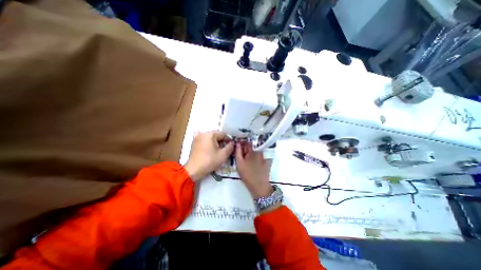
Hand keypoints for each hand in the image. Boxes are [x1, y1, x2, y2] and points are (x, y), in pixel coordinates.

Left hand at [184, 130, 233, 182]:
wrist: (194, 170)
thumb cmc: (210, 161)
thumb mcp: (223, 155)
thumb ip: (230, 147)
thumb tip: (232, 143)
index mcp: (210, 134)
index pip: (223, 134)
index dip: (229, 140)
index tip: (231, 147)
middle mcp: (203, 133)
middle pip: (216, 135)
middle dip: (222, 142)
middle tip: (225, 149)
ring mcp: (197, 137)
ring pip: (210, 138)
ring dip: (215, 142)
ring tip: (218, 150)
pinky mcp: (194, 142)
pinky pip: (204, 140)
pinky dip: (208, 143)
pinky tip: (210, 148)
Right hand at [234, 142, 271, 198]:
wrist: (259, 186)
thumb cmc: (247, 174)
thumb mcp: (239, 162)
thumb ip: (237, 151)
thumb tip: (237, 143)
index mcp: (254, 150)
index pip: (248, 142)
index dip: (242, 143)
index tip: (237, 146)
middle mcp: (260, 151)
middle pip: (252, 146)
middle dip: (245, 149)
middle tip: (240, 155)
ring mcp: (264, 156)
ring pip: (255, 151)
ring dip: (249, 153)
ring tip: (245, 160)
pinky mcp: (266, 161)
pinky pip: (259, 156)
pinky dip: (254, 157)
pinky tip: (251, 163)